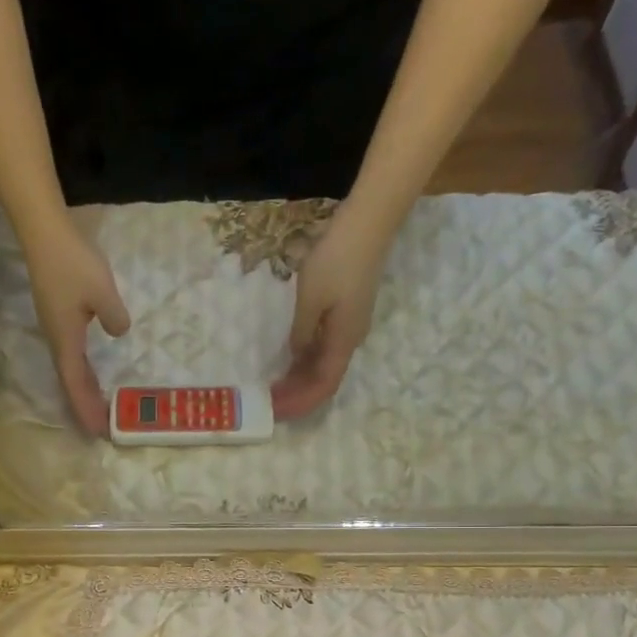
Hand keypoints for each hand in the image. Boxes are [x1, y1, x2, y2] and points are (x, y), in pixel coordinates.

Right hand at [24, 224, 130, 434]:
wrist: (43, 232)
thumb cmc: (72, 262)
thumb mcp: (102, 291)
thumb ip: (114, 317)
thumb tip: (119, 332)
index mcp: (66, 339)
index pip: (77, 383)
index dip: (87, 408)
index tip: (99, 431)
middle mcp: (57, 339)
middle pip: (71, 381)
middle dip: (86, 405)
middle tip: (102, 428)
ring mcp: (55, 328)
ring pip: (70, 369)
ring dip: (84, 390)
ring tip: (99, 407)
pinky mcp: (58, 316)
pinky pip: (72, 354)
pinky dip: (83, 370)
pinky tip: (92, 370)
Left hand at [272, 219, 382, 420]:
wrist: (367, 226)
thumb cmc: (337, 260)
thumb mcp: (310, 299)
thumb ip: (302, 332)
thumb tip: (297, 355)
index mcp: (343, 340)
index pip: (323, 385)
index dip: (300, 402)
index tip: (275, 410)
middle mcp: (350, 340)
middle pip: (324, 379)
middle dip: (297, 395)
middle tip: (269, 403)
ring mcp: (350, 327)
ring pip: (324, 365)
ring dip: (301, 380)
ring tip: (275, 387)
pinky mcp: (346, 314)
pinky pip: (325, 348)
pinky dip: (307, 360)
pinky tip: (290, 361)